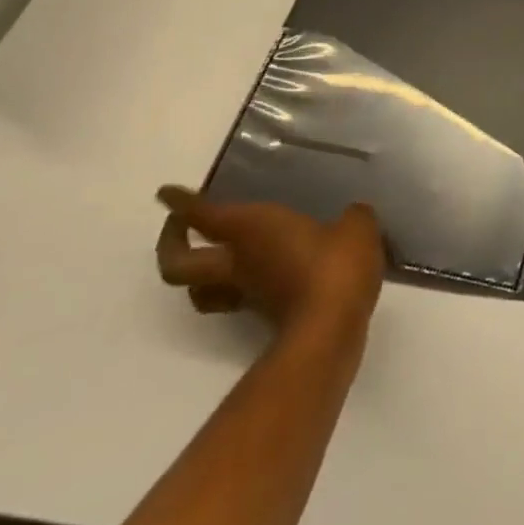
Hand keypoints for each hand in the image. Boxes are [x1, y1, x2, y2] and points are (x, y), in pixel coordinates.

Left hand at [156, 187, 385, 338]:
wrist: (331, 330)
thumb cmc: (334, 265)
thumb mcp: (356, 226)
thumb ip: (351, 216)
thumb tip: (351, 216)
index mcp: (251, 230)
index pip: (204, 215)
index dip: (182, 203)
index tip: (167, 193)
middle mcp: (238, 263)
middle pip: (178, 264)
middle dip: (171, 243)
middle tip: (179, 225)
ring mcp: (248, 294)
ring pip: (200, 289)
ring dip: (198, 273)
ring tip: (216, 254)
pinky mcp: (264, 316)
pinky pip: (237, 297)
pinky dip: (239, 284)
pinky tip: (267, 272)